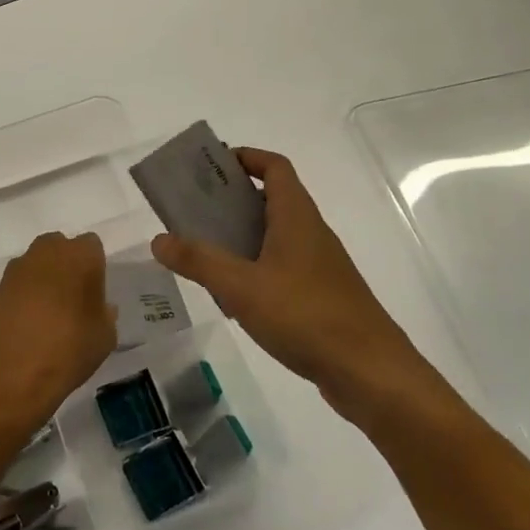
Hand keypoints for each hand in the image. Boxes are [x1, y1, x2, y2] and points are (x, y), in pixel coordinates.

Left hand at [0, 232, 116, 430]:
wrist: (12, 373)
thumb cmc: (69, 350)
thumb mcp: (104, 337)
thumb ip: (105, 314)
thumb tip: (100, 307)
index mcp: (80, 256)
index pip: (92, 246)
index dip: (94, 267)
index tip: (95, 291)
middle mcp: (47, 252)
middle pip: (60, 247)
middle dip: (67, 265)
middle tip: (73, 298)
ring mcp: (18, 268)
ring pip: (37, 263)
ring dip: (44, 279)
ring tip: (49, 314)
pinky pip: (19, 283)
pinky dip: (25, 295)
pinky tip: (29, 323)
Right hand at [151, 147, 433, 416]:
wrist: (370, 372)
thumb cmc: (305, 315)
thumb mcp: (242, 287)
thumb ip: (199, 261)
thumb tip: (158, 239)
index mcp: (296, 216)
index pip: (274, 167)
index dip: (245, 157)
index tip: (211, 166)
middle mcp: (310, 232)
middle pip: (271, 199)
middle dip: (232, 199)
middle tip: (193, 210)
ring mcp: (319, 265)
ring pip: (275, 235)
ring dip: (241, 237)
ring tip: (203, 251)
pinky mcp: (321, 294)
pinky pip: (282, 267)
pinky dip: (255, 269)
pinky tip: (233, 296)